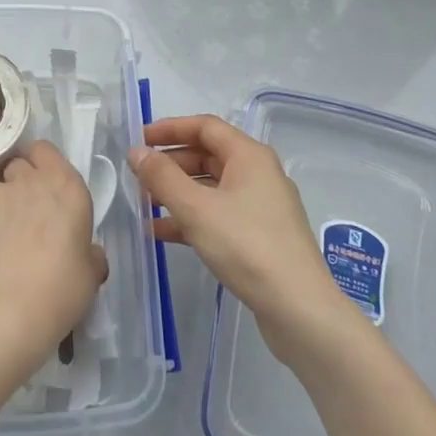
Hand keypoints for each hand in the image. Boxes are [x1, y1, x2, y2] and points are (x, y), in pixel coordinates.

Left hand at [0, 141, 107, 375]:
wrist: (7, 309)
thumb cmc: (60, 291)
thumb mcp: (90, 275)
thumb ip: (89, 253)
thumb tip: (87, 253)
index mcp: (67, 188)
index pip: (47, 151)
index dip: (43, 164)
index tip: (45, 188)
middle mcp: (31, 180)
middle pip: (20, 165)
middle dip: (21, 183)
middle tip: (24, 215)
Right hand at [131, 115, 342, 343]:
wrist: (298, 308)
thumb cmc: (246, 246)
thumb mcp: (196, 208)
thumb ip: (162, 177)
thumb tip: (137, 152)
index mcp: (249, 156)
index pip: (205, 126)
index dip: (170, 129)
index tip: (139, 140)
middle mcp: (259, 174)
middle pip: (208, 155)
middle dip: (171, 163)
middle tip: (138, 176)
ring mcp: (261, 207)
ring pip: (211, 188)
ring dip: (177, 192)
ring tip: (144, 204)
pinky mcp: (260, 236)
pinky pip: (218, 214)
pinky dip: (191, 218)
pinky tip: (162, 233)